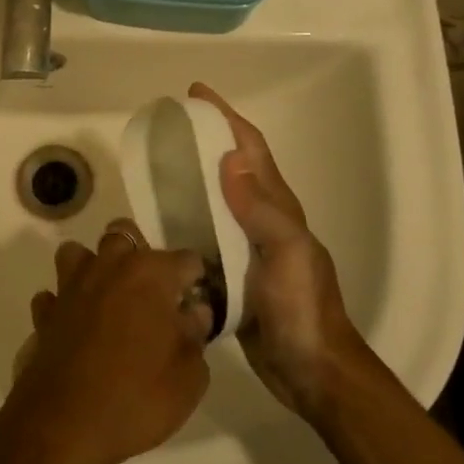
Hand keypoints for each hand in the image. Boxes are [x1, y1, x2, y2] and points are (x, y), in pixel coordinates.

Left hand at [0, 220, 213, 463]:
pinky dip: (65, 303)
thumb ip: (195, 336)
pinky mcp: (44, 313)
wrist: (64, 426)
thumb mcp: (189, 376)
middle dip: (140, 255)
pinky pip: (54, 295)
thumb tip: (194, 312)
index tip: (198, 299)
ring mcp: (70, 287)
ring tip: (109, 298)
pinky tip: (75, 325)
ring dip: (94, 267)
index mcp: (149, 274)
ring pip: (79, 253)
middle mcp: (108, 268)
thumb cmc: (137, 397)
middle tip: (152, 292)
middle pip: (124, 236)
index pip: (185, 259)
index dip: (195, 278)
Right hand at [189, 83, 369, 422]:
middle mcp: (261, 222)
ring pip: (214, 203)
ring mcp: (247, 250)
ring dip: (189, 181)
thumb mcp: (286, 253)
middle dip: (203, 142)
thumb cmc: (302, 308)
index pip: (250, 149)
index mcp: (278, 209)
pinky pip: (204, 238)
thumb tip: (229, 157)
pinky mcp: (232, 277)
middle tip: (165, 130)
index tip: (196, 93)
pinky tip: (157, 226)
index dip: (226, 117)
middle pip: (230, 170)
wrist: (311, 370)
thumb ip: (260, 208)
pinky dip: (182, 223)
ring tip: (153, 171)